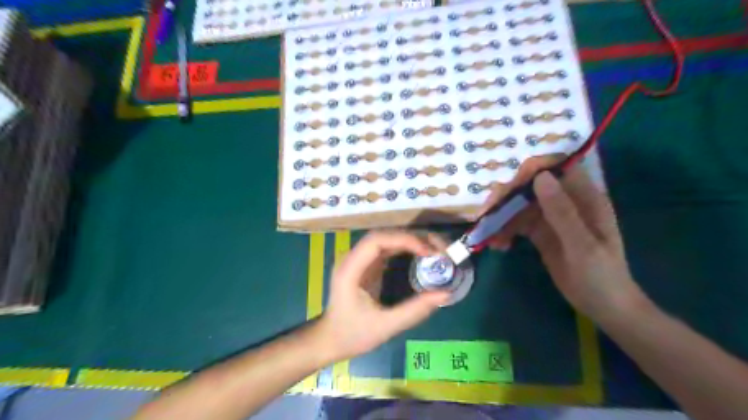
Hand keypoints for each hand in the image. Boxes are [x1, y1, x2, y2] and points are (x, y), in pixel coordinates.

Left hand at [316, 229, 448, 360]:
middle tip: (441, 250)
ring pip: (388, 239)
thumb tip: (445, 294)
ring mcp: (360, 260)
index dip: (404, 240)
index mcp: (350, 269)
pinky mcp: (367, 265)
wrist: (330, 340)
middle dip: (414, 238)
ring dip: (412, 241)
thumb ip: (414, 310)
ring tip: (436, 251)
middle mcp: (353, 258)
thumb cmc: (352, 335)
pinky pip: (389, 249)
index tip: (428, 252)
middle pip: (385, 235)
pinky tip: (423, 256)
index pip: (376, 240)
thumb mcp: (385, 326)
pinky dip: (407, 249)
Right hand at [492, 165, 648, 318]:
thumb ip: (562, 212)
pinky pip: (518, 224)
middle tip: (488, 212)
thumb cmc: (600, 276)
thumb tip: (540, 176)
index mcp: (584, 198)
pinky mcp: (540, 232)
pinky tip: (498, 245)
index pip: (556, 169)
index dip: (532, 169)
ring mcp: (551, 217)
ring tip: (490, 236)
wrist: (602, 306)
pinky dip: (505, 231)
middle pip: (531, 186)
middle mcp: (565, 202)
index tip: (509, 184)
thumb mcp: (582, 245)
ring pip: (520, 205)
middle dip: (508, 196)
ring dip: (502, 216)